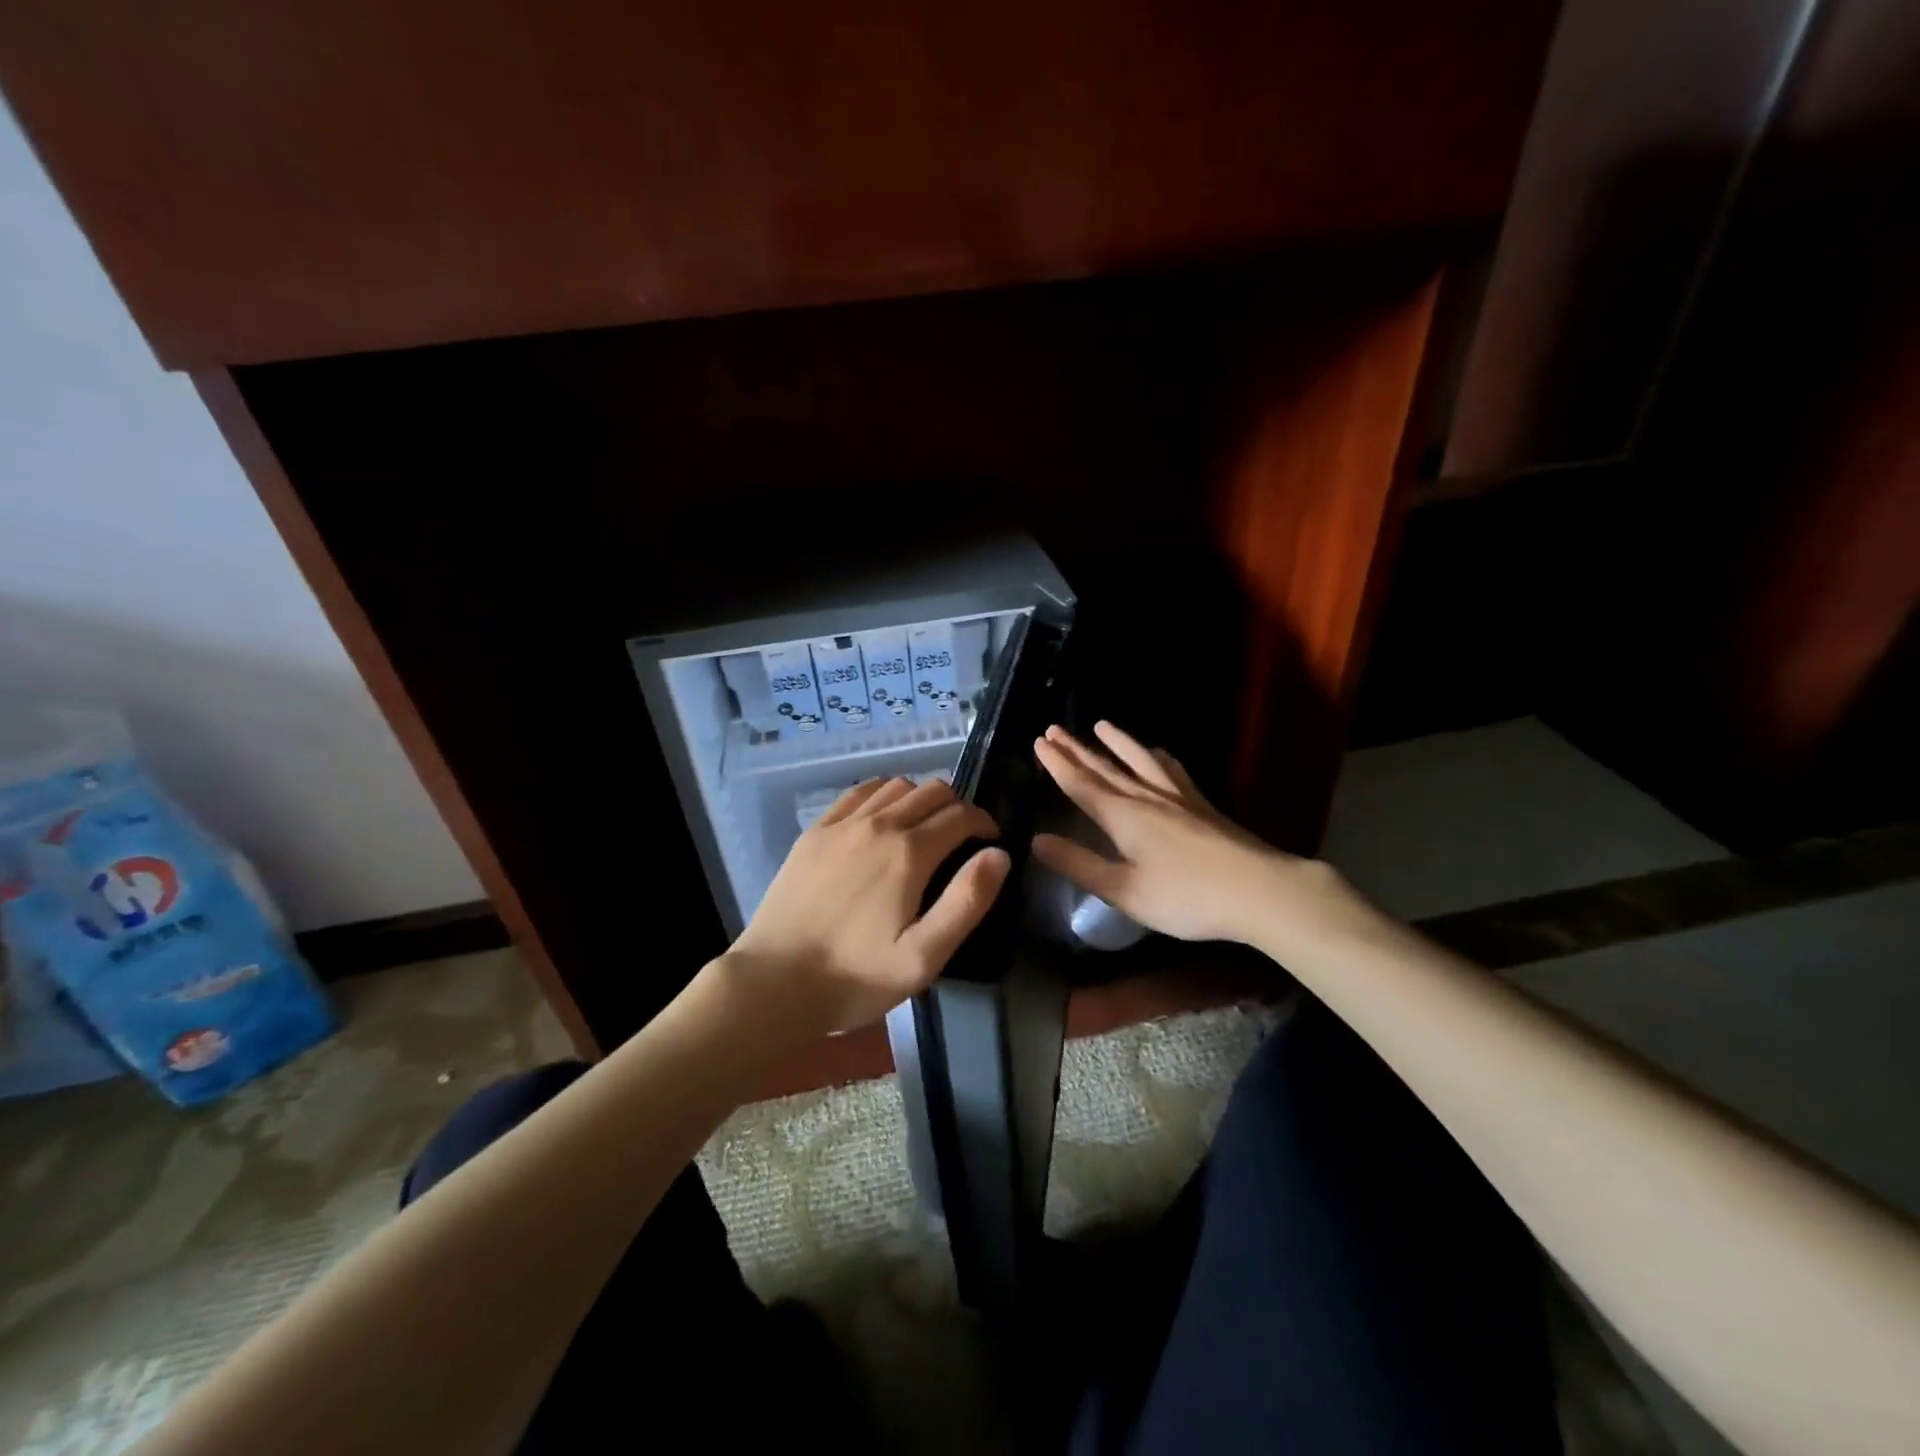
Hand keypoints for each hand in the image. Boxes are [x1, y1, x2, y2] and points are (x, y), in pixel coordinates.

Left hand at [727, 777, 1010, 1035]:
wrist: (774, 983)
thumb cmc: (856, 977)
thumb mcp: (924, 956)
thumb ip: (966, 901)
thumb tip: (999, 855)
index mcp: (908, 853)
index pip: (960, 815)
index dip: (984, 822)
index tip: (991, 840)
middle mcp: (878, 824)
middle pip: (931, 791)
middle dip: (957, 806)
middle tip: (963, 836)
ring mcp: (841, 824)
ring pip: (895, 786)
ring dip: (920, 797)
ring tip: (924, 827)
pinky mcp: (814, 832)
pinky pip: (857, 793)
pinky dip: (881, 795)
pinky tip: (881, 818)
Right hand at [1032, 721, 1294, 944]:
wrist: (1259, 890)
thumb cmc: (1186, 897)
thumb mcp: (1124, 890)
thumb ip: (1080, 864)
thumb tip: (1037, 840)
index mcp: (1123, 817)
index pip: (1082, 785)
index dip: (1058, 765)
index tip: (1040, 742)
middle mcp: (1146, 798)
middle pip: (1105, 768)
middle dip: (1077, 750)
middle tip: (1054, 729)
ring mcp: (1177, 798)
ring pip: (1139, 762)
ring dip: (1117, 743)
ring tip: (1100, 725)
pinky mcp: (1201, 805)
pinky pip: (1172, 771)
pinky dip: (1158, 758)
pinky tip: (1157, 753)